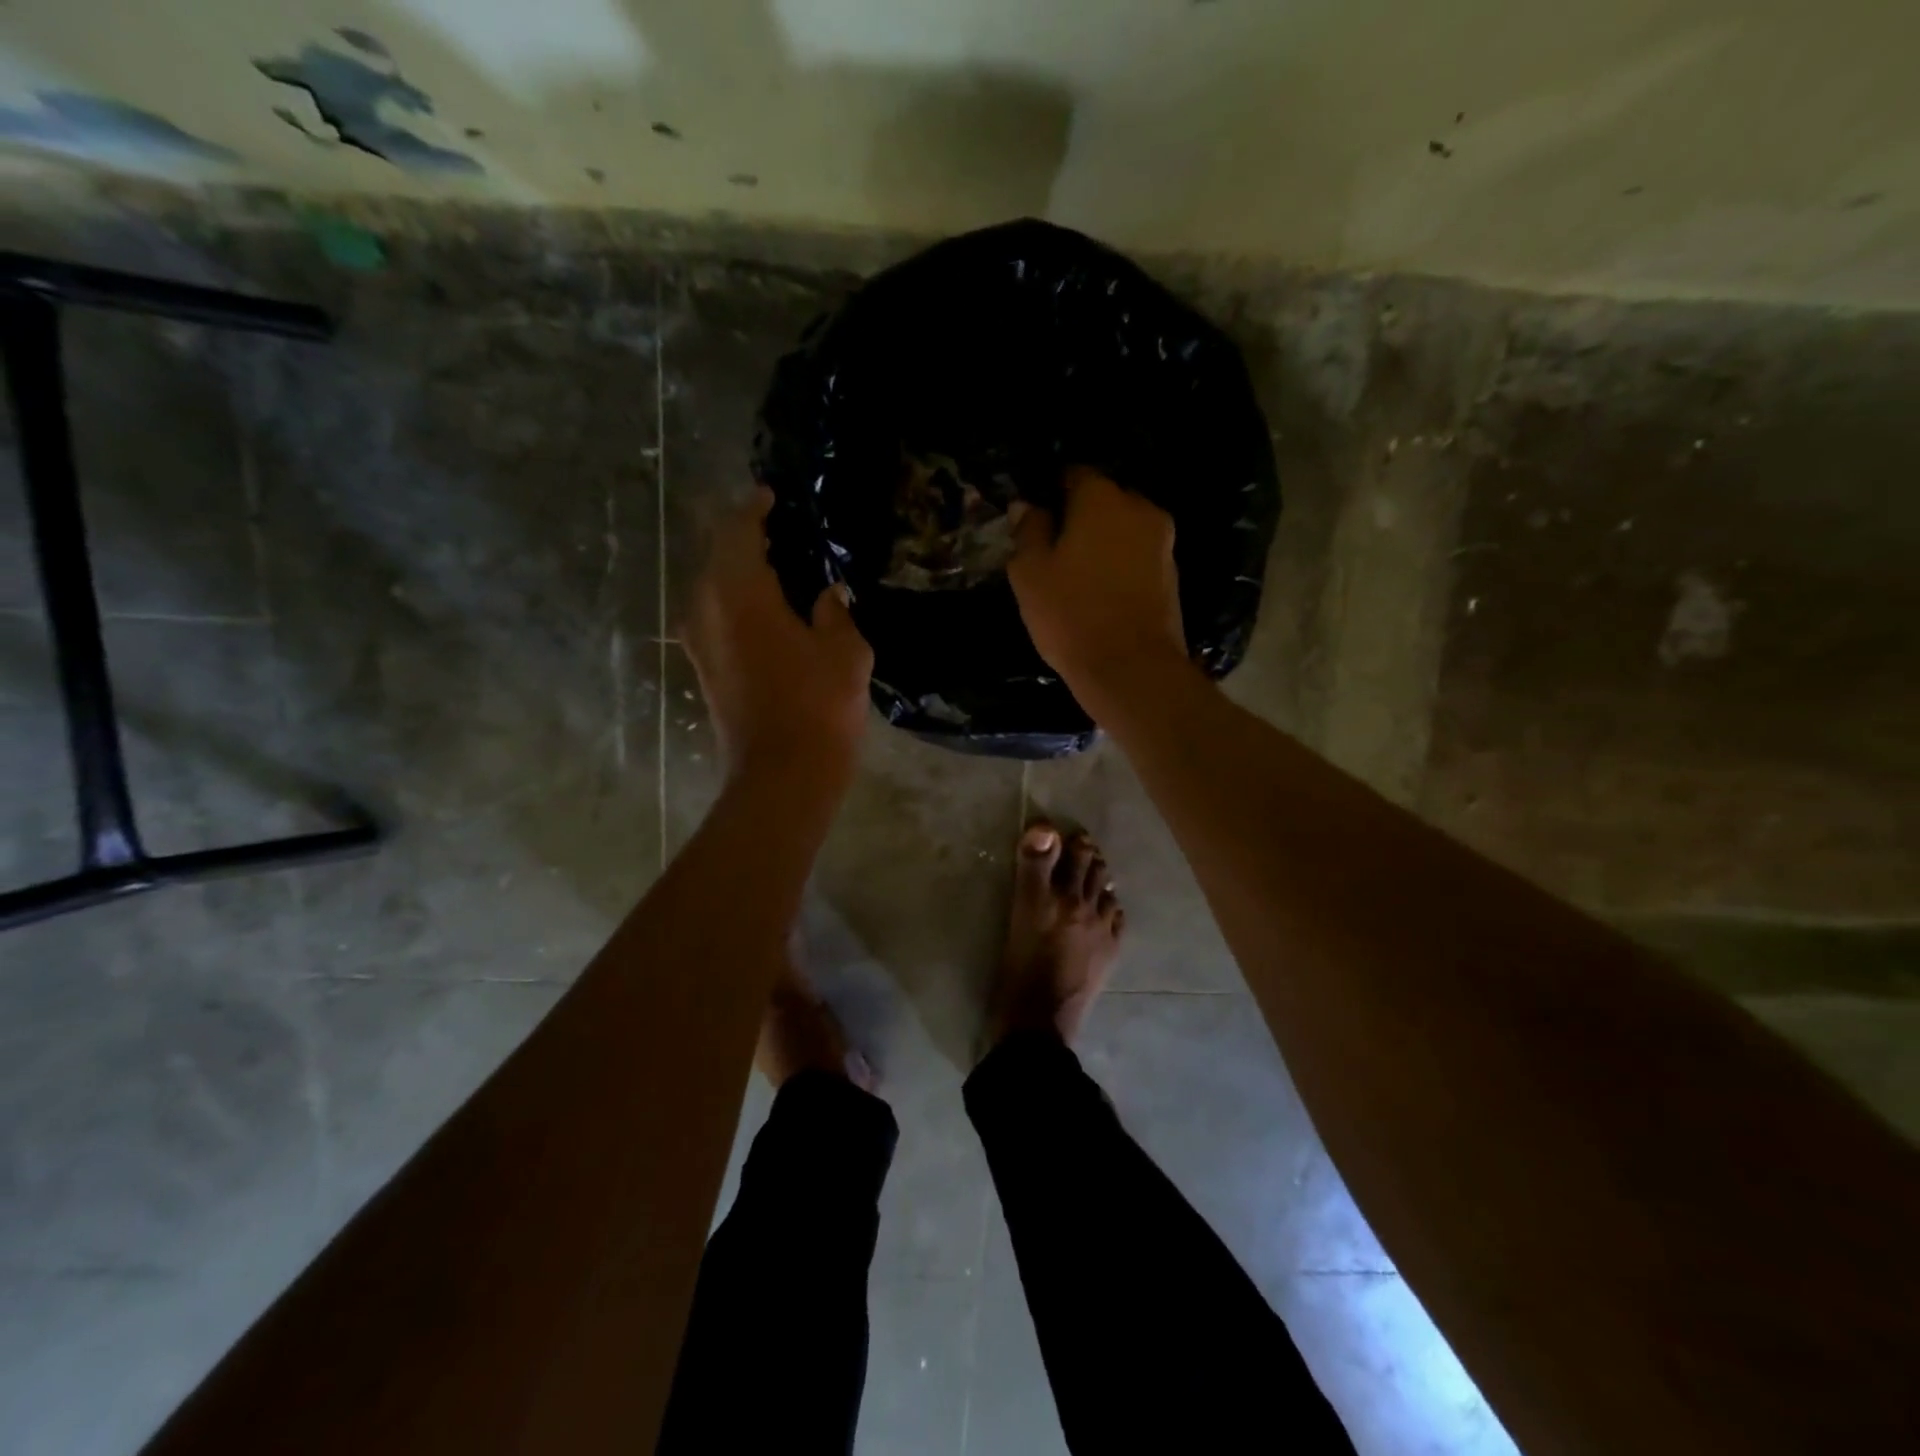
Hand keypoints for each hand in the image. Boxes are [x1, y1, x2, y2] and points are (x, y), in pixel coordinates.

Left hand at [685, 489, 872, 784]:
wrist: (782, 775)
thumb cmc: (819, 705)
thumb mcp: (845, 652)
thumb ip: (834, 613)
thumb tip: (827, 594)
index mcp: (738, 591)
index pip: (738, 529)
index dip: (755, 508)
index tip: (771, 496)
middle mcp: (706, 607)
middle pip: (718, 556)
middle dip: (745, 539)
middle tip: (782, 533)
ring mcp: (699, 640)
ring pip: (713, 588)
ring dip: (740, 573)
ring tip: (777, 570)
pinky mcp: (703, 668)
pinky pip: (715, 617)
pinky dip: (737, 604)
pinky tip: (767, 612)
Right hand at [1007, 467, 1186, 697]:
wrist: (1131, 669)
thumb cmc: (1071, 614)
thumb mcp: (1030, 573)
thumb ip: (1028, 531)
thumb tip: (1028, 506)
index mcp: (1102, 499)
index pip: (1075, 474)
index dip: (1053, 492)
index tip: (1037, 518)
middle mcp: (1140, 509)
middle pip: (1105, 500)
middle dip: (1082, 517)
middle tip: (1056, 549)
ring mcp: (1163, 542)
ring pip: (1125, 530)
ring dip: (1104, 543)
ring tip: (1079, 576)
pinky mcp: (1173, 575)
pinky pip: (1139, 557)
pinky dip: (1122, 565)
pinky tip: (1103, 594)